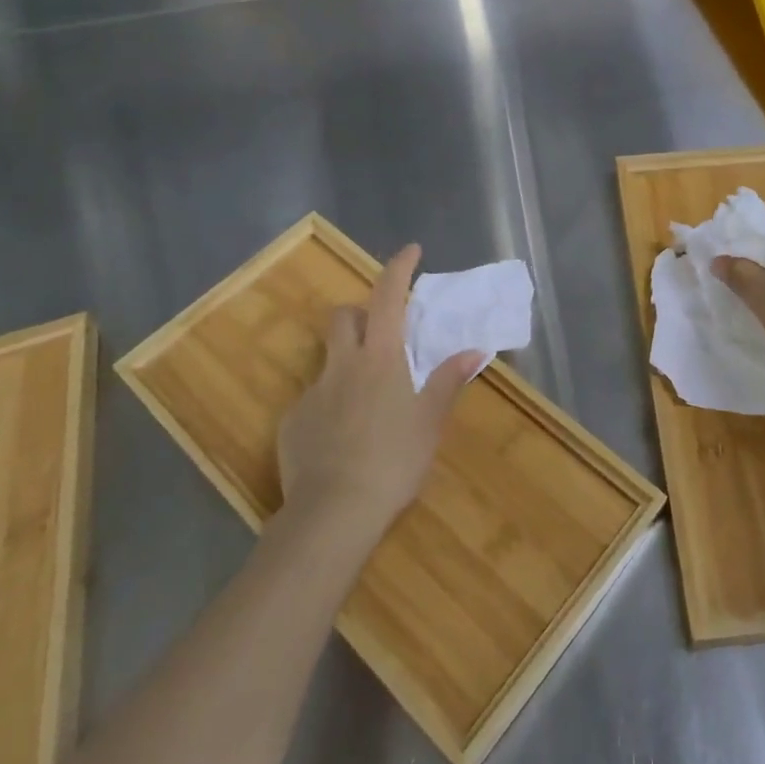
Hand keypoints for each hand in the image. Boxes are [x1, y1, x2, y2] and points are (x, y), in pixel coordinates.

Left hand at [278, 244, 481, 536]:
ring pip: (327, 357)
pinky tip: (341, 438)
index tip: (411, 250)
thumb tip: (473, 350)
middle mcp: (342, 364)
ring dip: (346, 359)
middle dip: (359, 311)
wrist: (333, 513)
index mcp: (381, 358)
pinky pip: (313, 399)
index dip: (399, 268)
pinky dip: (330, 404)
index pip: (388, 296)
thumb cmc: (394, 461)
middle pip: (343, 316)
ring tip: (365, 395)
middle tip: (381, 333)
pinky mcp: (291, 422)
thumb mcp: (430, 422)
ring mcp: (312, 392)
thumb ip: (448, 381)